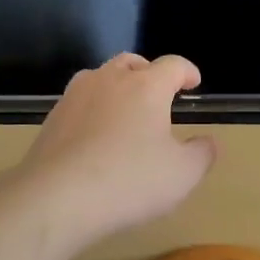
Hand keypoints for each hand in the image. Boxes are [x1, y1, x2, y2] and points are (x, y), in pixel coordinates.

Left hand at [18, 53, 216, 243]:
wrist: (56, 197)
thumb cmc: (129, 181)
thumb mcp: (182, 174)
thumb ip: (201, 154)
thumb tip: (207, 141)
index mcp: (146, 86)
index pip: (173, 65)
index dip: (187, 71)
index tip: (193, 83)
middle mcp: (109, 80)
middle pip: (132, 62)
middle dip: (149, 72)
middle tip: (158, 92)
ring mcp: (75, 96)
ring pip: (100, 77)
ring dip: (117, 86)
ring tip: (125, 109)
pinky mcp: (52, 118)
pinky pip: (79, 102)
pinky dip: (93, 109)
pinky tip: (95, 135)